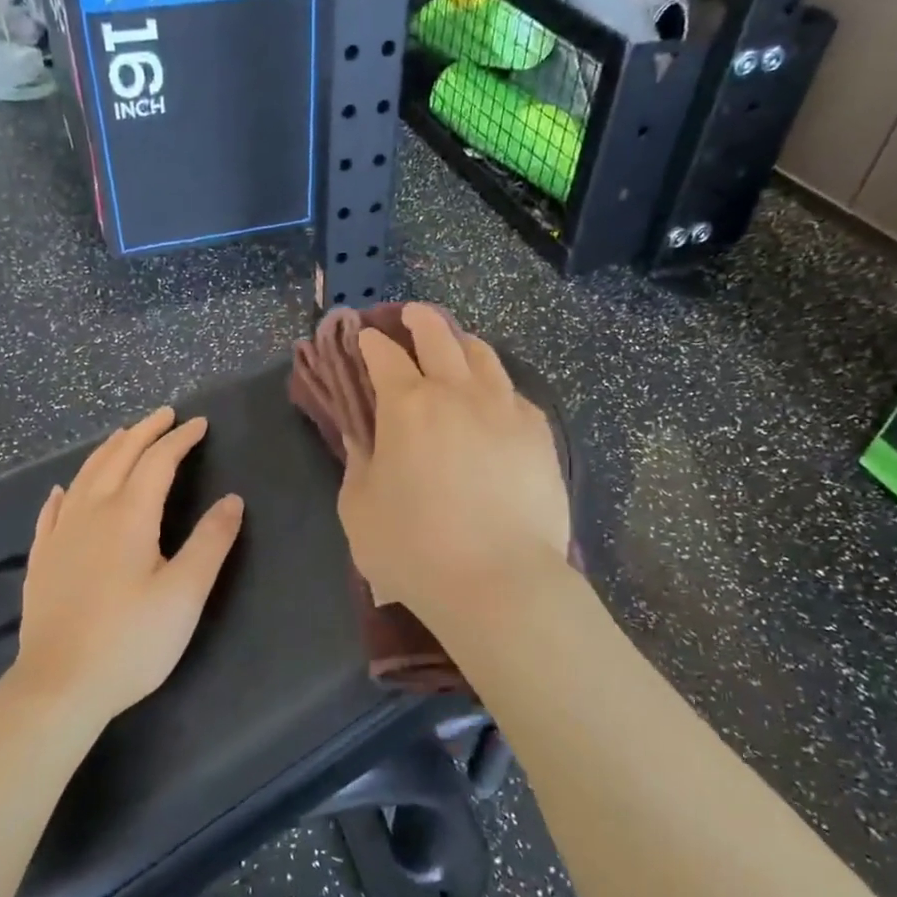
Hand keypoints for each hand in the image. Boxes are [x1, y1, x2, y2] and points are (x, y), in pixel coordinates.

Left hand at [14, 407, 243, 721]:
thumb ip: (211, 542)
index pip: (158, 461)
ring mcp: (61, 535)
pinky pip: (53, 511)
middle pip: (118, 458)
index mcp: (129, 515)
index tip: (199, 424)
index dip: (180, 439)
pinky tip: (63, 490)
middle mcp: (91, 512)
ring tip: (123, 437)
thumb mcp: (185, 593)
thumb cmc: (131, 640)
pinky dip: (66, 492)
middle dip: (144, 432)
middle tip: (165, 415)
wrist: (59, 687)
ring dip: (108, 451)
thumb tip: (233, 500)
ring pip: (84, 476)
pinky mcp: (42, 560)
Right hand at [339, 305, 569, 624]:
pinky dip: (495, 383)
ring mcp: (505, 408)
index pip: (383, 355)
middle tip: (409, 314)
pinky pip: (513, 392)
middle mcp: (457, 393)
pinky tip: (492, 398)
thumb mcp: (359, 509)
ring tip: (455, 344)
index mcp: (407, 405)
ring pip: (483, 355)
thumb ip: (358, 463)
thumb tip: (365, 437)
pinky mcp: (538, 432)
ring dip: (461, 341)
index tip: (364, 336)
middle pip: (439, 335)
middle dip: (419, 319)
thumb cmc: (414, 549)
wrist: (500, 581)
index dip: (370, 341)